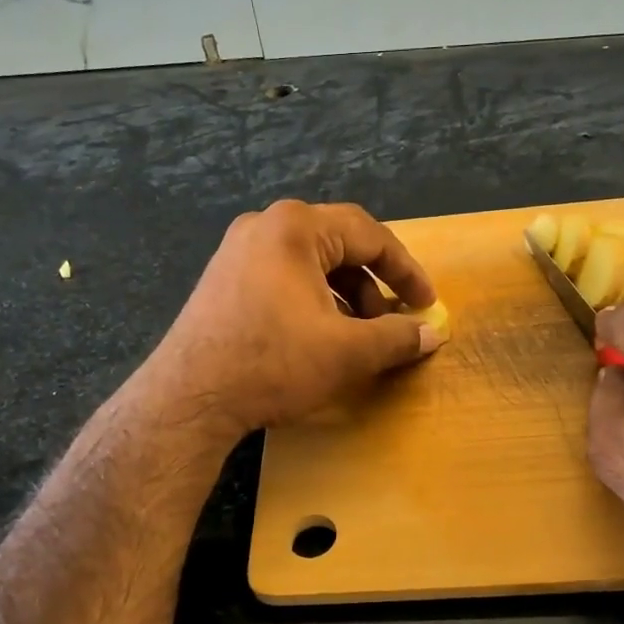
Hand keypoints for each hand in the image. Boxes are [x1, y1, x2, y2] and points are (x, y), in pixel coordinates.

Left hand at [141, 200, 442, 436]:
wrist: (189, 397)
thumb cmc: (274, 363)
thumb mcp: (348, 352)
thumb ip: (398, 337)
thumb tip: (434, 333)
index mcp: (296, 227)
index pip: (370, 235)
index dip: (406, 271)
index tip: (427, 303)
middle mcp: (264, 226)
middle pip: (339, 245)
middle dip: (373, 285)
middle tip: (392, 320)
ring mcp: (237, 251)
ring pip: (310, 263)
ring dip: (344, 295)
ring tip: (359, 334)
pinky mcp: (223, 279)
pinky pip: (283, 277)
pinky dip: (313, 300)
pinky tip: (320, 336)